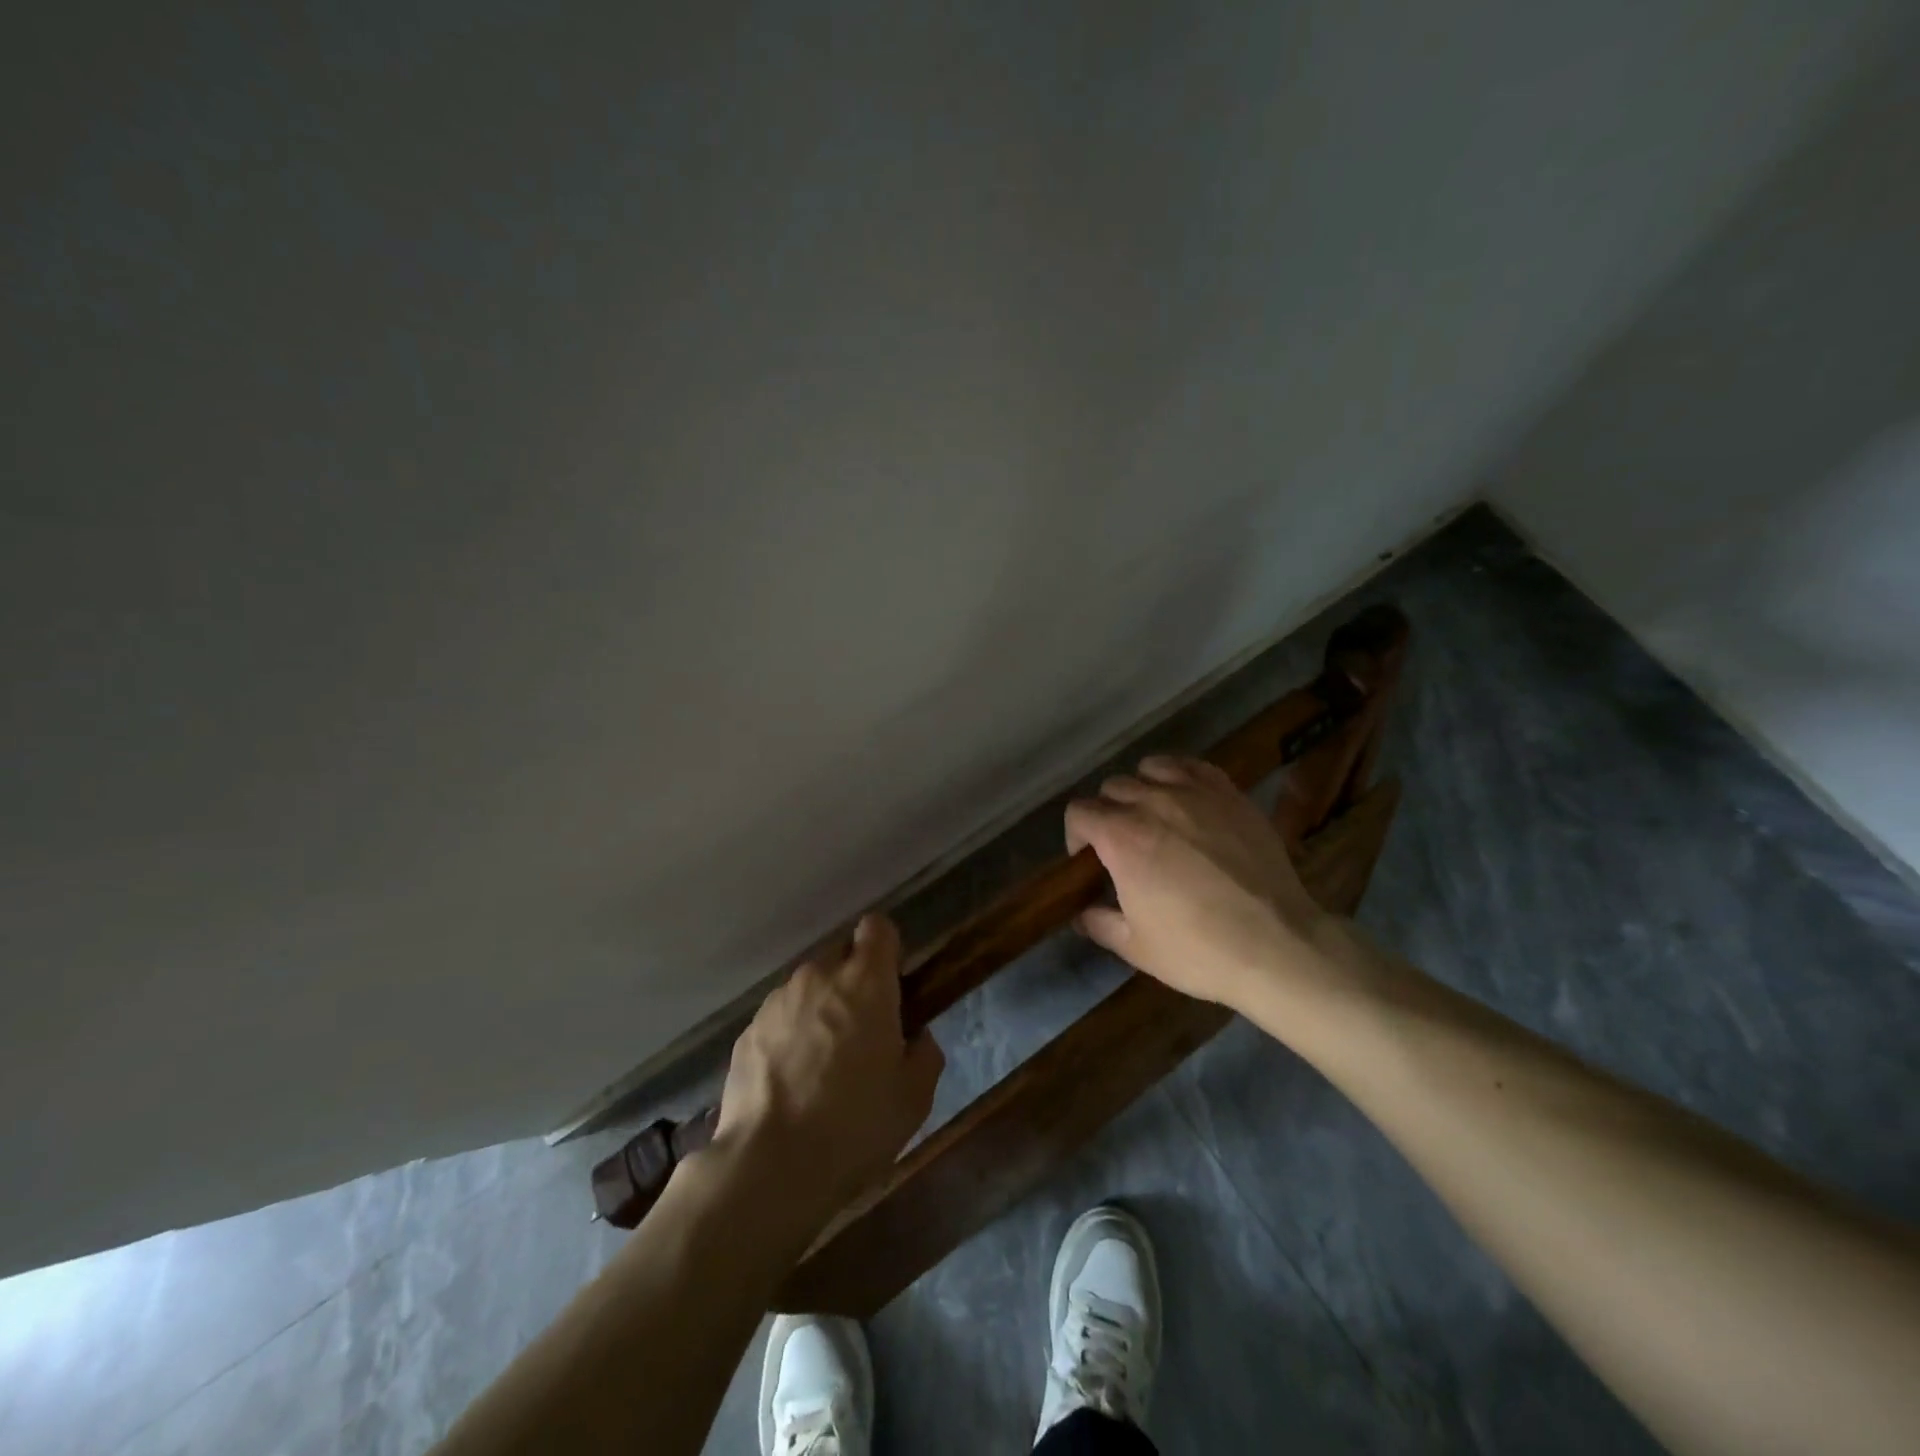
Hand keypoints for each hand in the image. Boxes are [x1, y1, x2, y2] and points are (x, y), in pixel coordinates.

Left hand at [713, 913, 943, 1225]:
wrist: (770, 1166)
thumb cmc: (855, 1125)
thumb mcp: (914, 1097)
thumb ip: (924, 1053)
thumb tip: (916, 1038)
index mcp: (865, 982)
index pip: (877, 928)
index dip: (887, 949)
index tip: (892, 984)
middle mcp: (819, 976)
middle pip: (840, 955)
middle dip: (853, 981)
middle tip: (863, 1031)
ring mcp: (777, 1001)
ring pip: (807, 988)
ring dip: (819, 1009)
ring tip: (822, 1064)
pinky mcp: (747, 1031)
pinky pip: (779, 1018)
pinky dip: (789, 1035)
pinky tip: (791, 1082)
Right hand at [1064, 754, 1339, 1015]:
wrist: (1276, 946)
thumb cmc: (1198, 950)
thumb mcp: (1135, 947)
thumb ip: (1098, 923)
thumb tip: (1081, 913)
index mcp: (1121, 837)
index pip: (1079, 812)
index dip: (1077, 835)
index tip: (1091, 861)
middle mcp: (1152, 803)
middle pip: (1113, 788)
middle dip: (1108, 813)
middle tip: (1123, 845)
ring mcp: (1195, 794)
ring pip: (1150, 768)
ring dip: (1143, 789)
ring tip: (1155, 816)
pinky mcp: (1231, 795)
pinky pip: (1194, 766)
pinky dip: (1180, 776)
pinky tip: (1187, 800)